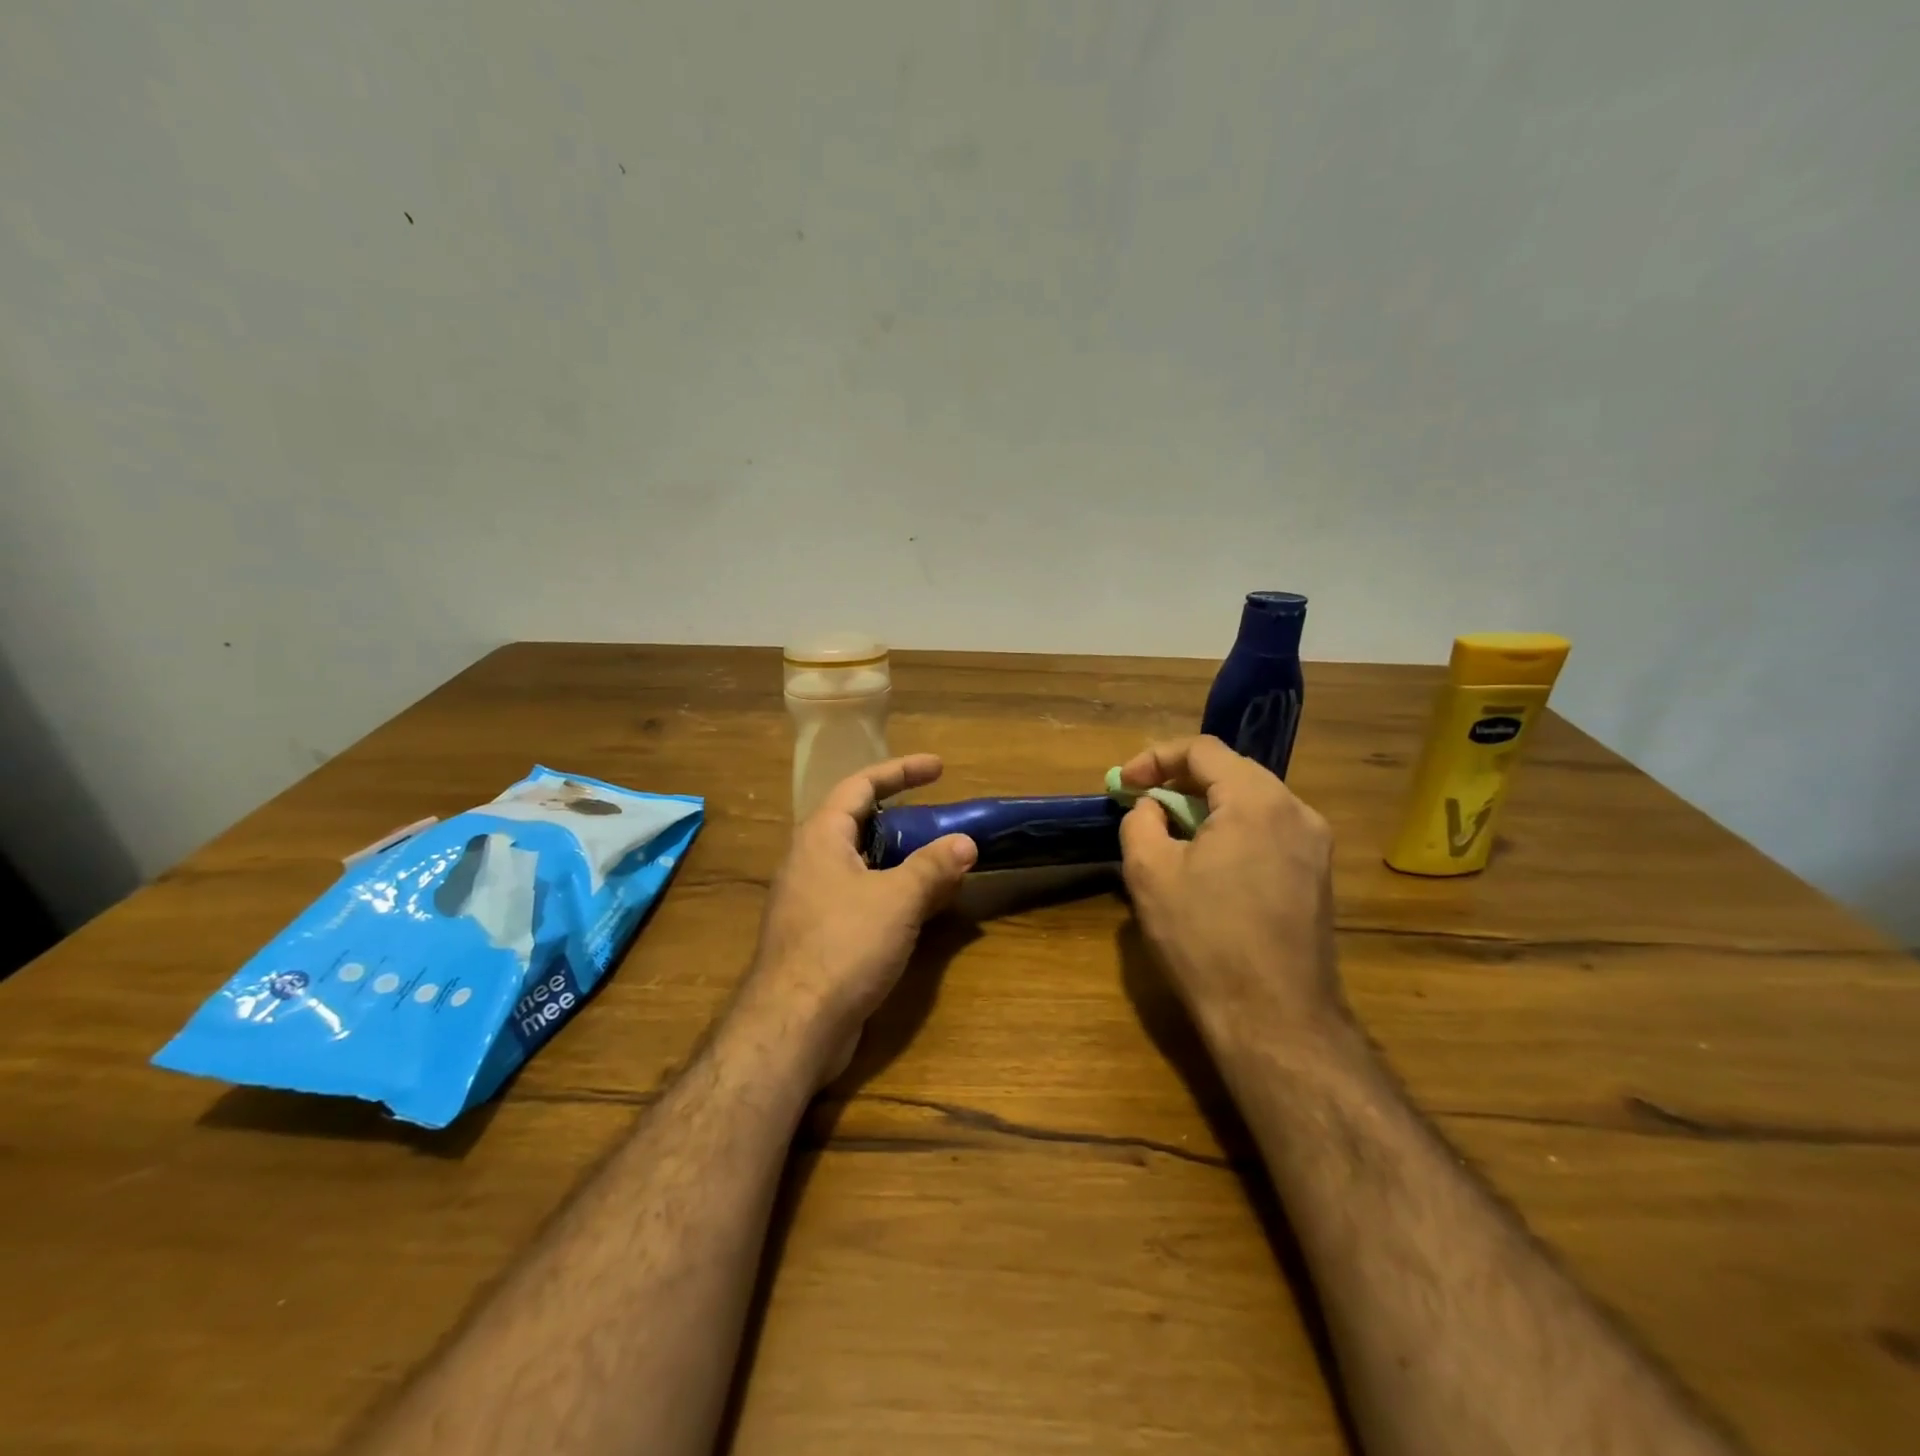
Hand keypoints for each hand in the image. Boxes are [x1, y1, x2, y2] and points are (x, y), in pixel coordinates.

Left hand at [742, 755, 976, 1084]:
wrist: (794, 1025)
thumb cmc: (843, 945)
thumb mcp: (897, 899)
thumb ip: (933, 866)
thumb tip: (966, 842)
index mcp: (821, 837)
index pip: (861, 785)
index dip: (901, 771)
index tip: (939, 768)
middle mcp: (810, 861)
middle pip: (860, 823)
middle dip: (904, 818)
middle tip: (942, 818)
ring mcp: (811, 899)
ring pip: (863, 864)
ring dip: (903, 860)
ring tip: (943, 861)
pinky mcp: (819, 934)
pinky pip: (861, 897)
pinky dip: (893, 893)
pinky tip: (923, 908)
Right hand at [1118, 735, 1344, 1042]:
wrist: (1275, 1018)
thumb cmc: (1205, 939)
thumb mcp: (1149, 873)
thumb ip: (1141, 821)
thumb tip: (1152, 807)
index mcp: (1257, 800)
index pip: (1203, 750)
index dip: (1155, 758)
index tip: (1123, 784)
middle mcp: (1296, 810)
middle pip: (1233, 770)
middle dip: (1181, 779)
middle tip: (1144, 801)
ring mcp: (1315, 844)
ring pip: (1253, 800)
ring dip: (1208, 804)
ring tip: (1172, 830)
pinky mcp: (1318, 875)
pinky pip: (1270, 829)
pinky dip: (1233, 828)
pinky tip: (1209, 860)